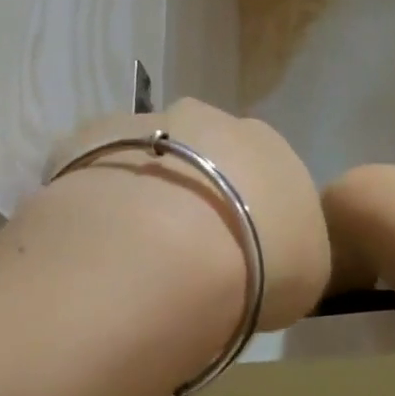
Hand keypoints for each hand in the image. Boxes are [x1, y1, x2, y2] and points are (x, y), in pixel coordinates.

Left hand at [41, 99, 327, 330]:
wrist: (171, 247)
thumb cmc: (259, 265)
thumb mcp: (305, 274)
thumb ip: (289, 249)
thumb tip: (268, 253)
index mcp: (269, 147)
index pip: (261, 173)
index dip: (247, 212)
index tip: (234, 254)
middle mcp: (210, 120)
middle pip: (203, 153)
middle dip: (194, 191)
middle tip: (181, 249)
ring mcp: (146, 122)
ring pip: (147, 154)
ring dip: (144, 188)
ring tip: (132, 245)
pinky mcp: (89, 136)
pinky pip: (95, 165)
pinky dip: (96, 192)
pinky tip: (93, 231)